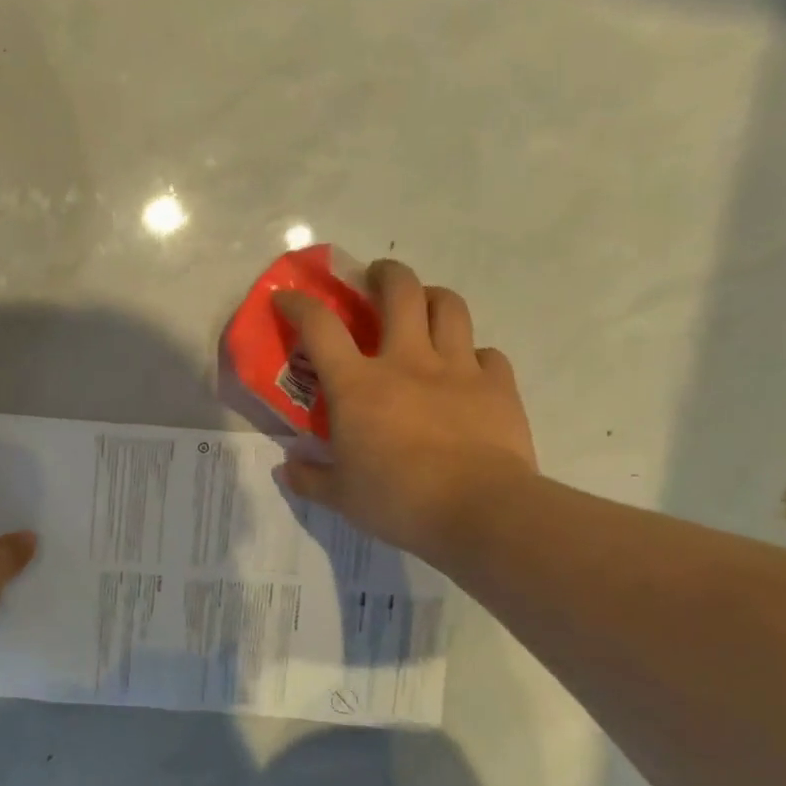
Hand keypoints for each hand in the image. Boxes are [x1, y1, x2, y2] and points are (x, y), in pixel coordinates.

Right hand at [278, 261, 536, 561]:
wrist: (479, 511)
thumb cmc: (398, 500)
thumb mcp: (341, 496)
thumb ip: (310, 478)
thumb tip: (287, 469)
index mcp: (358, 385)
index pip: (320, 327)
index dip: (300, 305)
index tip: (288, 297)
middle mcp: (406, 362)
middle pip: (399, 291)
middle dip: (384, 274)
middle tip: (376, 278)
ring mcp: (457, 369)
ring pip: (449, 307)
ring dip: (432, 297)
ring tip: (425, 306)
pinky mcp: (498, 386)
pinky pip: (487, 354)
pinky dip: (473, 355)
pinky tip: (467, 371)